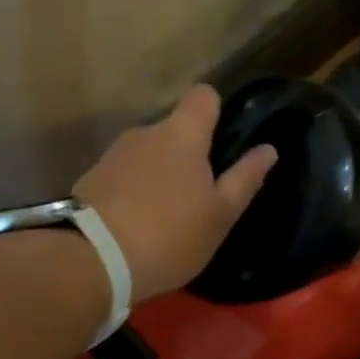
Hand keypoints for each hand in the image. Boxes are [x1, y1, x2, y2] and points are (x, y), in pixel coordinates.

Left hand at [74, 85, 276, 301]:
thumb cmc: (171, 235)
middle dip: (190, 154)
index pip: (203, 96)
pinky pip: (126, 176)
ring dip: (162, 175)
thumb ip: (245, 178)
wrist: (92, 262)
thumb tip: (268, 149)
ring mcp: (113, 155)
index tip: (225, 137)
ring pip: (149, 154)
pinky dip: (137, 191)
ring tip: (169, 215)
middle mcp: (145, 133)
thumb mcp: (220, 214)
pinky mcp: (91, 179)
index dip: (217, 110)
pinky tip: (141, 224)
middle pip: (175, 130)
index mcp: (182, 135)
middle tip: (202, 194)